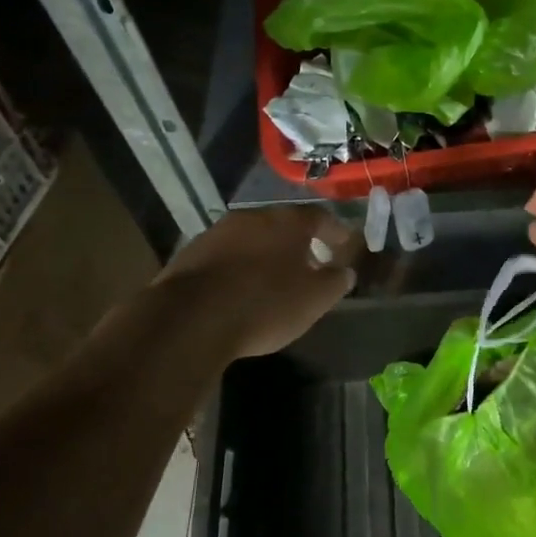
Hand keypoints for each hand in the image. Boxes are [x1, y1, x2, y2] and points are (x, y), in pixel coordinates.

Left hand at [157, 205, 361, 359]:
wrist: (190, 320)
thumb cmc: (264, 304)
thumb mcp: (314, 300)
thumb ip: (335, 282)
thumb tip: (345, 272)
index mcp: (288, 221)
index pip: (320, 217)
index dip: (335, 232)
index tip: (344, 246)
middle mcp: (253, 216)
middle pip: (284, 224)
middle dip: (299, 242)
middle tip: (311, 262)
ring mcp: (218, 232)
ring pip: (253, 237)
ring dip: (267, 252)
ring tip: (275, 277)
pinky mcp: (191, 253)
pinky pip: (227, 254)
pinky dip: (240, 265)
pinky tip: (242, 288)